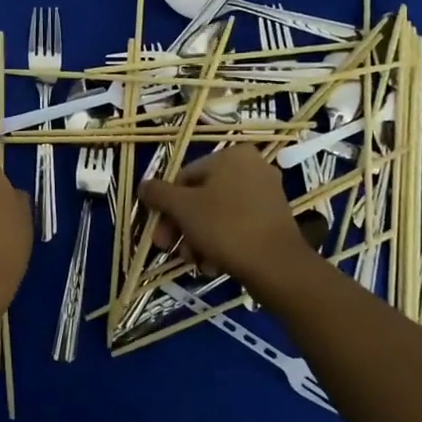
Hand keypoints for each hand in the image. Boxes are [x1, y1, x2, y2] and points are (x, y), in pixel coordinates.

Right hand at [139, 146, 308, 283]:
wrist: (277, 266)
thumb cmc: (225, 226)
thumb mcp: (183, 208)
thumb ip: (159, 194)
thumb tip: (143, 186)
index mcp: (232, 155)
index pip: (185, 177)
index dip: (166, 206)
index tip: (158, 233)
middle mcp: (252, 168)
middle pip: (201, 197)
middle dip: (182, 226)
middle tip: (170, 249)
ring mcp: (266, 194)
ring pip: (217, 214)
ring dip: (198, 238)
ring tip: (195, 262)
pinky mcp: (274, 219)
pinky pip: (237, 225)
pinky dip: (221, 243)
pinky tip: (213, 264)